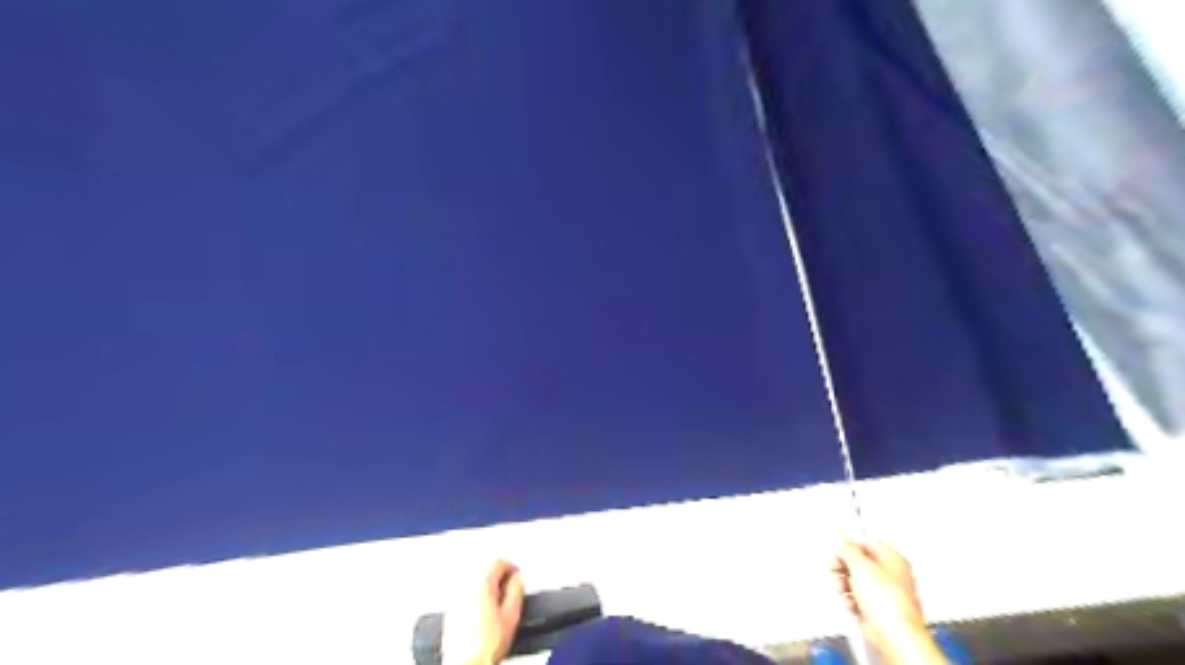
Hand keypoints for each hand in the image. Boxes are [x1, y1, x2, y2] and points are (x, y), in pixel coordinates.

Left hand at [445, 560, 522, 664]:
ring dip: (487, 584)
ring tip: (498, 598)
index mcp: (481, 583)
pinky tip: (484, 610)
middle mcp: (465, 586)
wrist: (467, 664)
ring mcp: (455, 598)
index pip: (497, 561)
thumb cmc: (485, 645)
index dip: (511, 567)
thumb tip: (518, 578)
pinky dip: (476, 595)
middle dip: (498, 574)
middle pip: (483, 568)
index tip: (517, 576)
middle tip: (509, 586)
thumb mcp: (511, 615)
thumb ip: (516, 591)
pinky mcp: (450, 610)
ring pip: (474, 579)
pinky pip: (465, 592)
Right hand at [826, 541, 951, 664]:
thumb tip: (841, 538)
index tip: (838, 549)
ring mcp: (884, 593)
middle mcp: (891, 575)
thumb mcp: (861, 566)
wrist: (894, 636)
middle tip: (837, 568)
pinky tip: (851, 603)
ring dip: (845, 584)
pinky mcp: (877, 609)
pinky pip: (858, 598)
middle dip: (844, 566)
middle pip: (860, 562)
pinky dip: (850, 599)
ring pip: (856, 581)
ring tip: (843, 588)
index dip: (851, 546)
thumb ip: (848, 549)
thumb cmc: (889, 603)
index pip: (868, 544)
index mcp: (893, 559)